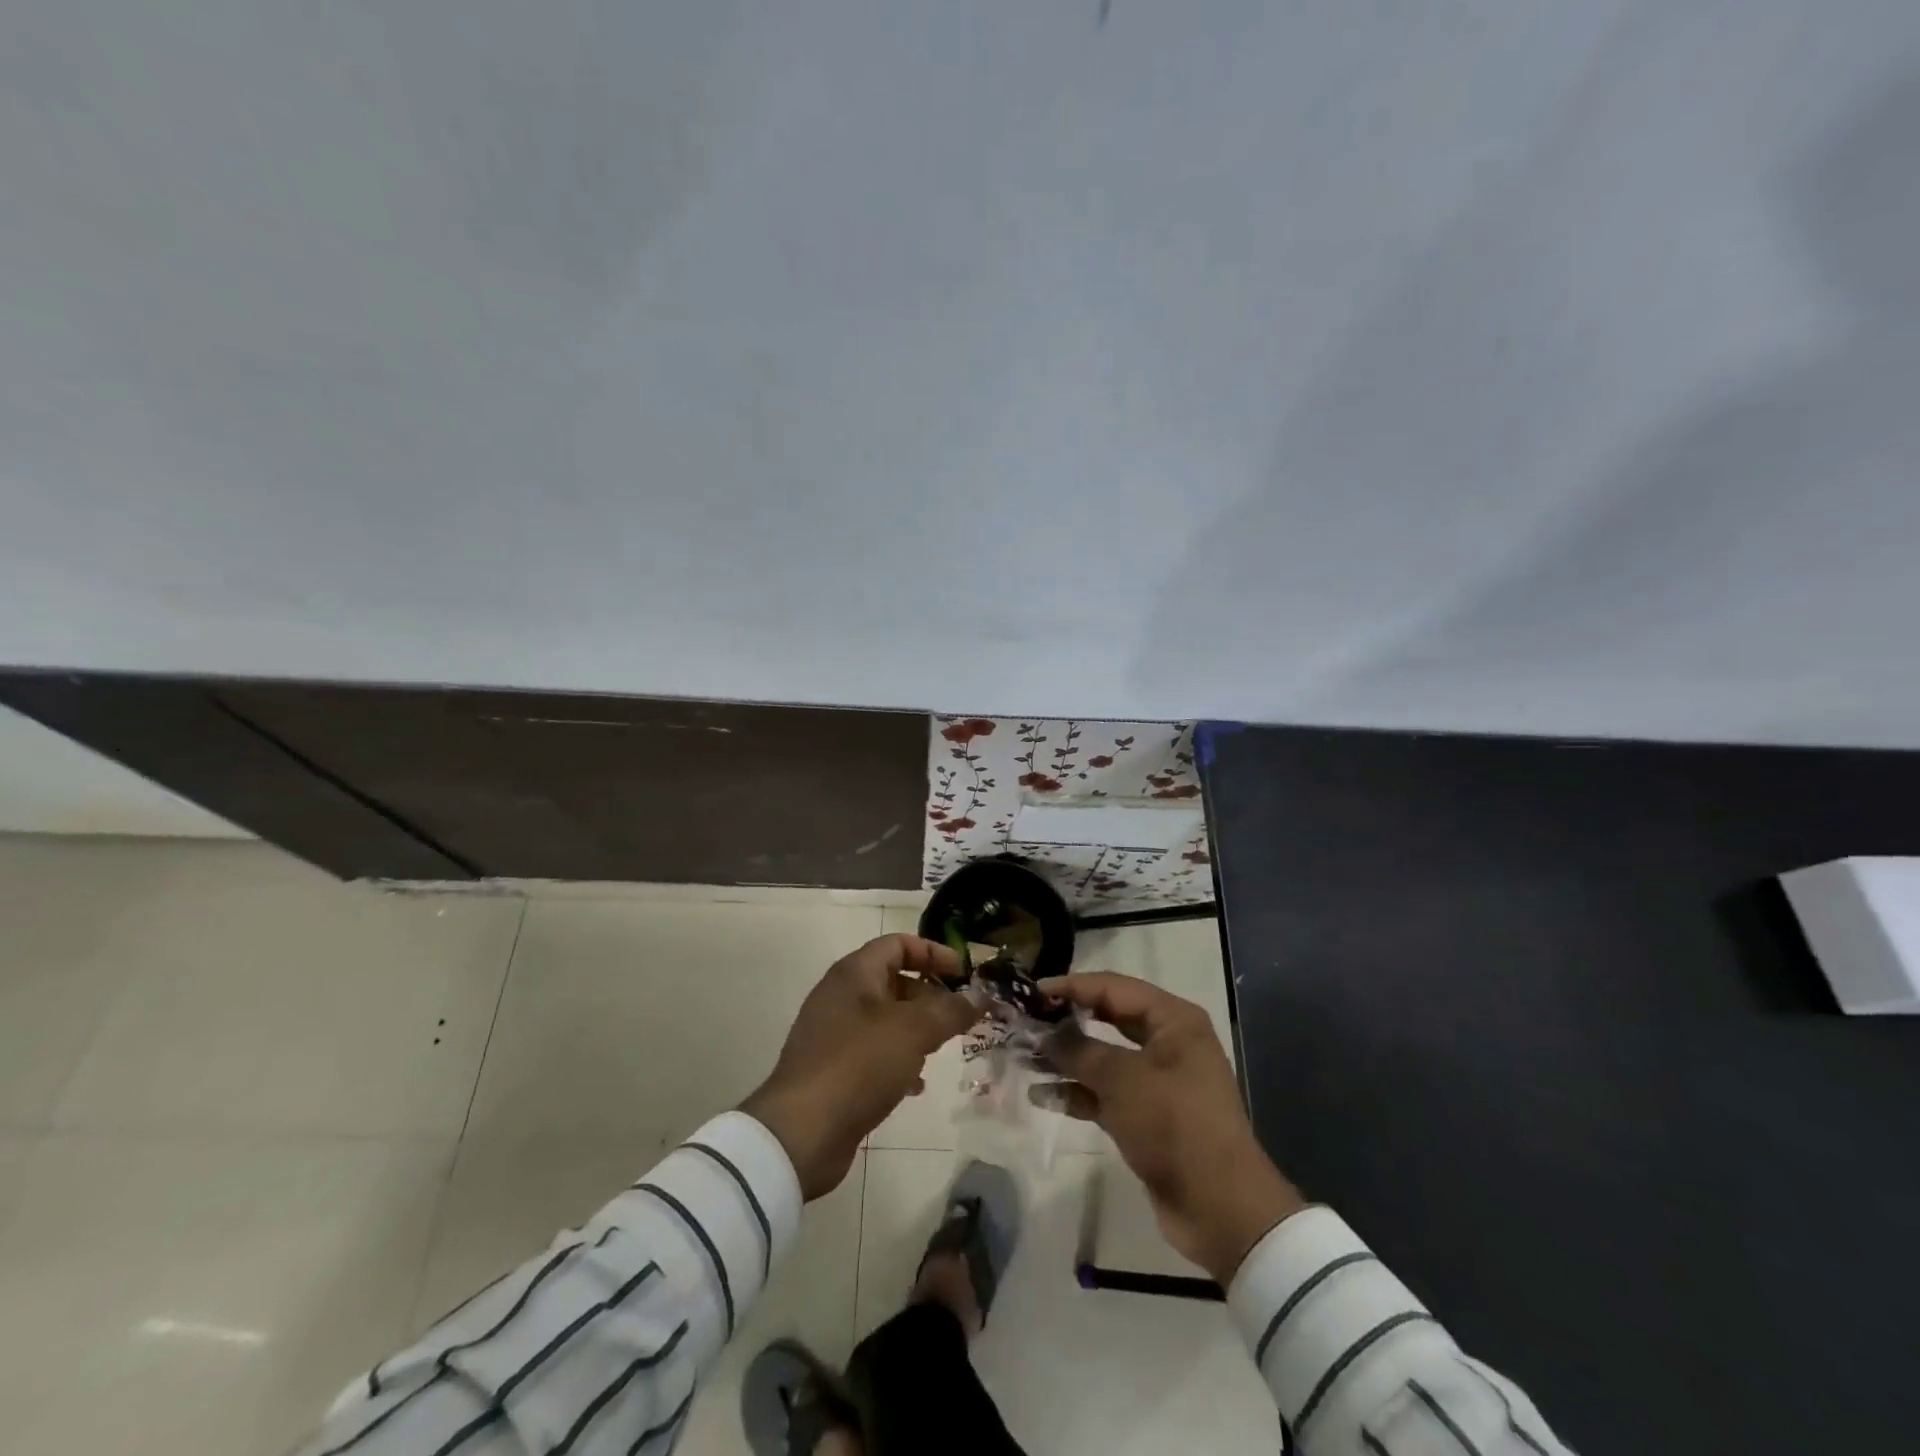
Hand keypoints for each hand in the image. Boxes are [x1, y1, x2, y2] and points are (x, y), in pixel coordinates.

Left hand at [741, 934, 982, 1199]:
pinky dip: (898, 1059)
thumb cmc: (859, 1064)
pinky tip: (917, 1085)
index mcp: (854, 973)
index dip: (933, 953)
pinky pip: (873, 1052)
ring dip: (917, 1029)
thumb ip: (950, 1010)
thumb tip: (979, 997)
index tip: (964, 973)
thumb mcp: (913, 1031)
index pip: (899, 944)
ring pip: (885, 1019)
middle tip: (961, 1015)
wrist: (802, 1132)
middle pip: (893, 980)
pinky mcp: (832, 1068)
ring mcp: (833, 1033)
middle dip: (930, 995)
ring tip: (944, 1048)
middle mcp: (841, 995)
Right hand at [1037, 971, 1305, 1284]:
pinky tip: (1042, 1094)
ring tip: (1024, 1056)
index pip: (1113, 987)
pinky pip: (1105, 1093)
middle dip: (1067, 1020)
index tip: (1032, 991)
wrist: (1220, 1209)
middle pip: (1108, 1018)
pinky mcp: (1147, 1117)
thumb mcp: (1123, 1080)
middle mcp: (1167, 1043)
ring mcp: (1157, 1081)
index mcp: (1173, 1021)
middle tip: (1025, 1019)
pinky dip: (1077, 1092)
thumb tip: (1045, 1034)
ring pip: (1103, 1058)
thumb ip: (1079, 1050)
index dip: (1072, 986)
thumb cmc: (1175, 1125)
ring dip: (1066, 1058)